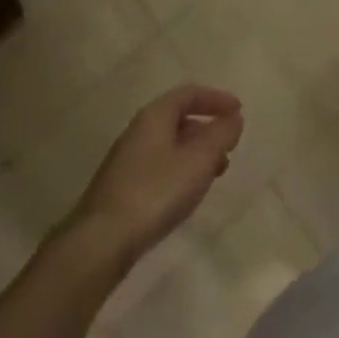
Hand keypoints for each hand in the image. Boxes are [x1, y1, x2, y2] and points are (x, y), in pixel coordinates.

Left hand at [64, 84, 243, 269]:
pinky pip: (159, 168)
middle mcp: (137, 132)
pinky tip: (188, 194)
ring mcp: (126, 162)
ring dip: (196, 153)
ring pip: (169, 146)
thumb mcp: (199, 159)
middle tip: (229, 146)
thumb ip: (221, 134)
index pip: (189, 93)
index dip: (216, 99)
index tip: (238, 112)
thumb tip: (233, 118)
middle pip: (178, 119)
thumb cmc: (156, 191)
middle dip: (207, 129)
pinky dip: (181, 171)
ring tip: (215, 174)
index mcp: (154, 116)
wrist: (99, 243)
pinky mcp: (121, 190)